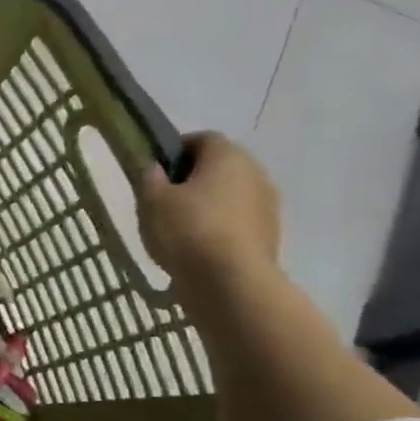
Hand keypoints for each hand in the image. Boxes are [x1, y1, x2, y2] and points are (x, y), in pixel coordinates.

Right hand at [137, 133, 280, 299]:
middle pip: (219, 167)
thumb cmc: (187, 230)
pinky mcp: (269, 234)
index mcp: (227, 155)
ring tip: (178, 230)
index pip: (201, 139)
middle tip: (163, 201)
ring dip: (207, 205)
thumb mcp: (152, 200)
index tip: (155, 172)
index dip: (175, 151)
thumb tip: (156, 170)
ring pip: (229, 195)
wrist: (230, 281)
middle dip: (192, 179)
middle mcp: (255, 172)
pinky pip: (237, 222)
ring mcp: (267, 205)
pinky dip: (219, 229)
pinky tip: (197, 249)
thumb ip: (150, 178)